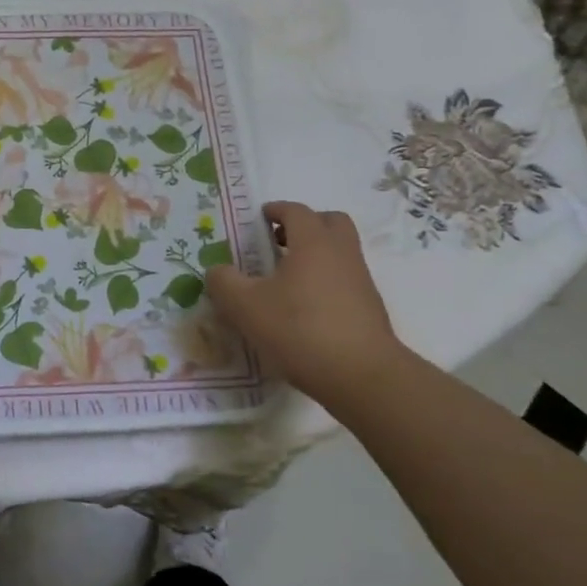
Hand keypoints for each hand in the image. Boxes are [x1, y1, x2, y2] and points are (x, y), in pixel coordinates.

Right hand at [206, 201, 404, 404]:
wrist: (361, 375)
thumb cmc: (299, 329)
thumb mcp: (245, 306)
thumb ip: (224, 282)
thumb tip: (218, 271)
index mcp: (313, 243)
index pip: (296, 211)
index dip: (276, 210)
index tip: (259, 218)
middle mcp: (341, 253)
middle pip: (330, 222)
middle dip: (305, 225)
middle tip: (279, 241)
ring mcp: (360, 281)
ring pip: (339, 252)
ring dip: (315, 255)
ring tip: (285, 279)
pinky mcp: (368, 308)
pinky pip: (344, 279)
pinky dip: (325, 281)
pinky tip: (303, 308)